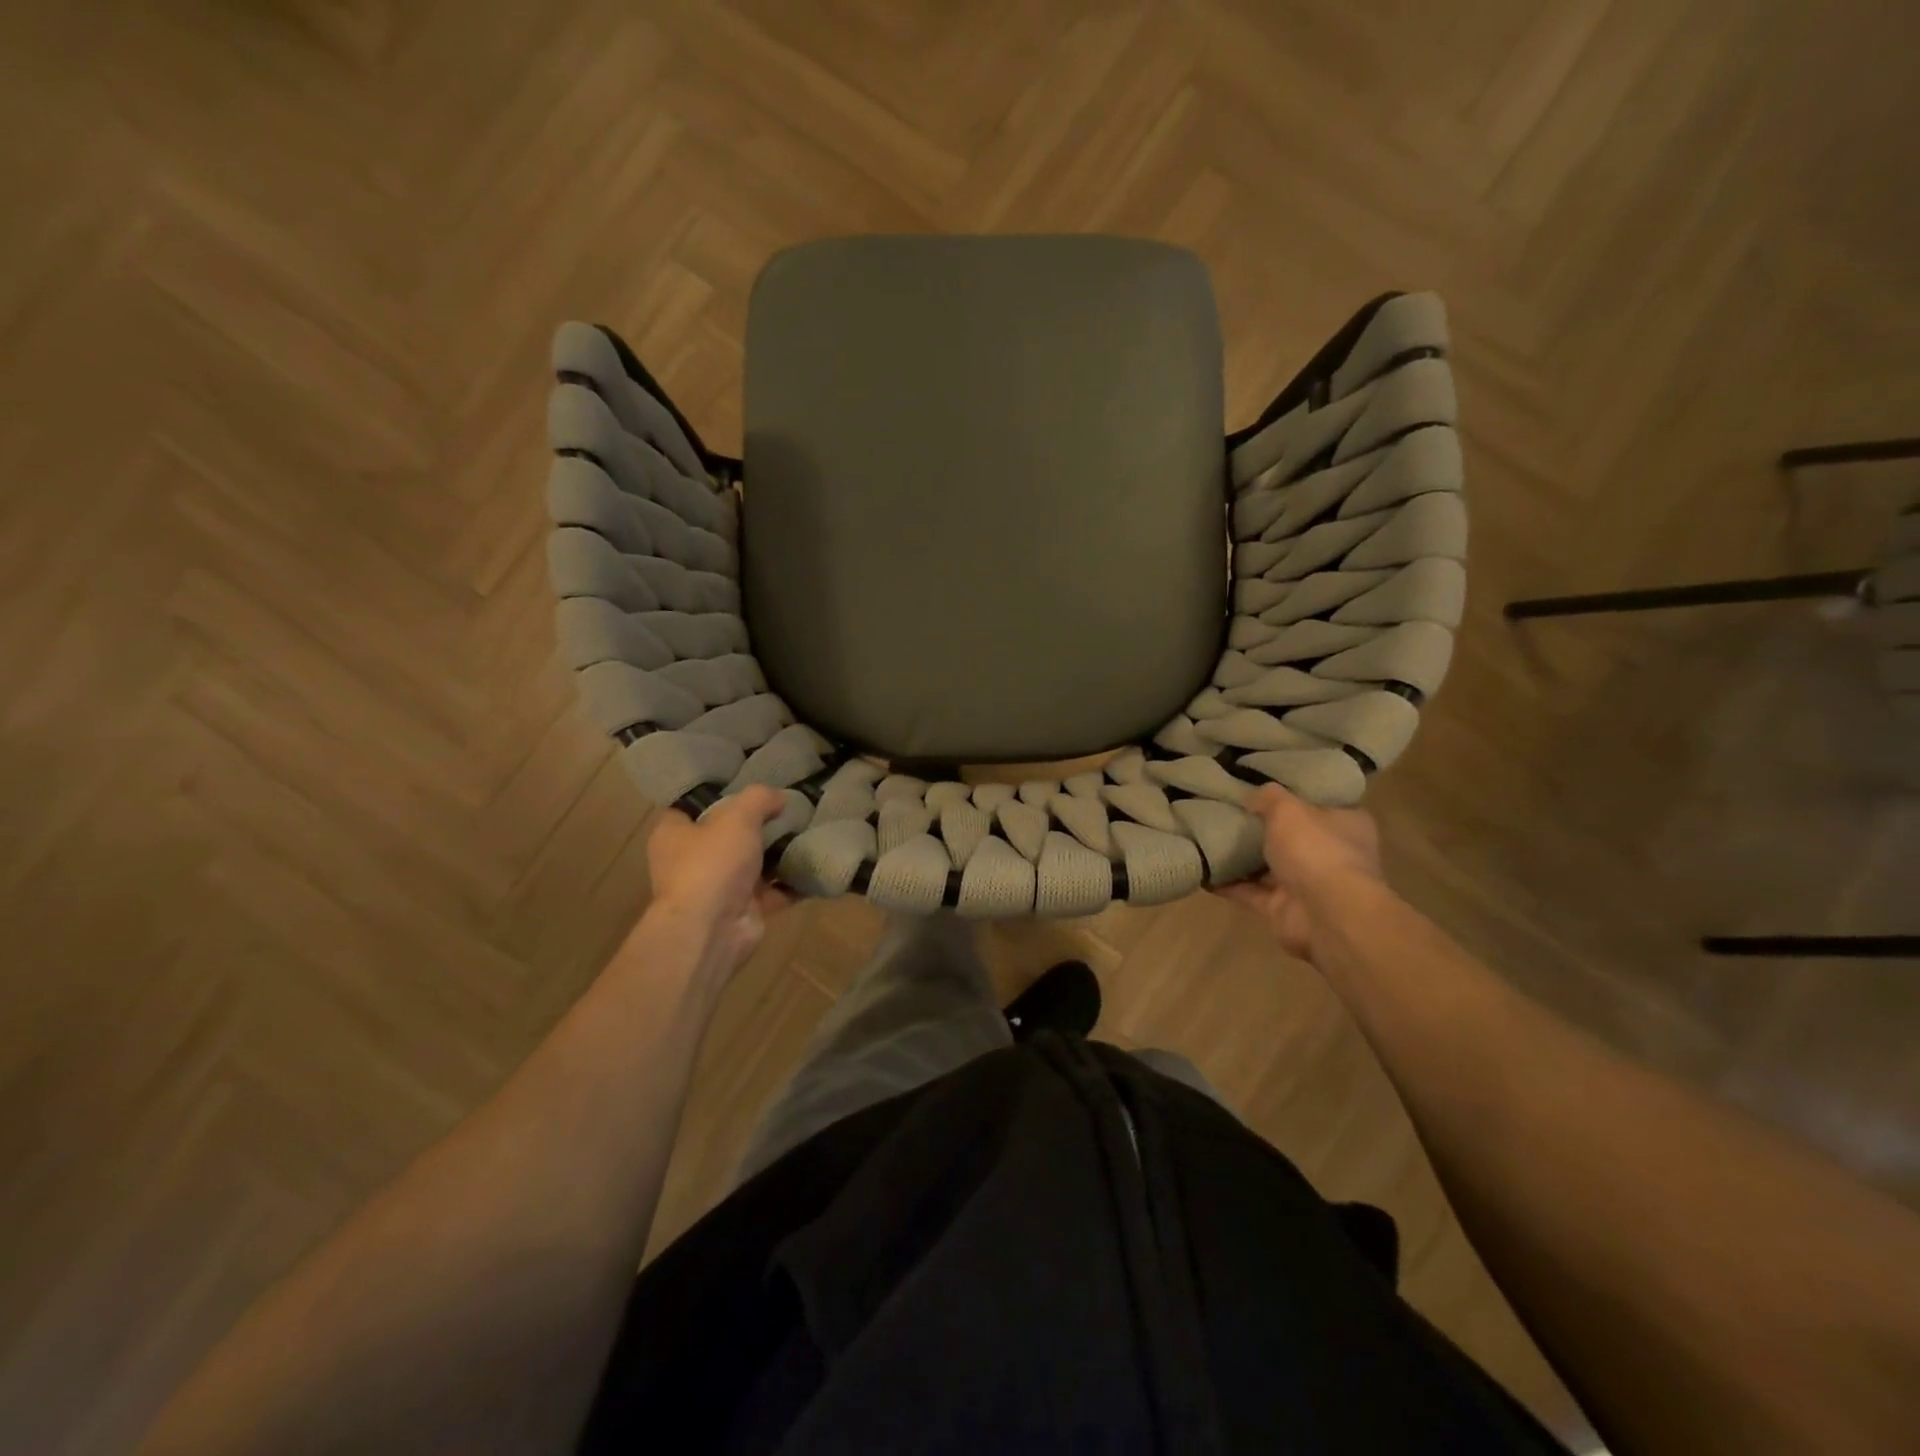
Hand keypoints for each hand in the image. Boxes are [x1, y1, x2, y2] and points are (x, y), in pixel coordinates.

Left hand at [643, 786, 794, 974]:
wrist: (712, 929)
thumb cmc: (712, 863)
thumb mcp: (737, 816)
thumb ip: (759, 799)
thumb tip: (779, 797)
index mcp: (673, 835)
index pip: (691, 806)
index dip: (716, 793)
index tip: (746, 781)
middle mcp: (691, 861)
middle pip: (726, 834)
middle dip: (757, 823)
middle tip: (787, 804)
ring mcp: (718, 888)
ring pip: (753, 864)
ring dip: (778, 852)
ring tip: (809, 828)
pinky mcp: (744, 910)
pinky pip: (774, 891)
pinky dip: (793, 881)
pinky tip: (817, 862)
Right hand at [1217, 785, 1383, 961]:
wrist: (1327, 914)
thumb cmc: (1316, 850)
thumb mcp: (1288, 809)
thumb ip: (1269, 798)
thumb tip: (1252, 796)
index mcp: (1345, 824)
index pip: (1319, 804)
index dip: (1293, 796)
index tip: (1262, 790)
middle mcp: (1330, 854)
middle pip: (1292, 836)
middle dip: (1263, 828)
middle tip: (1228, 811)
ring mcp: (1308, 885)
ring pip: (1269, 867)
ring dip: (1242, 859)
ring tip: (1207, 838)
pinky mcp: (1283, 909)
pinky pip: (1249, 892)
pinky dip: (1227, 884)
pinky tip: (1201, 870)